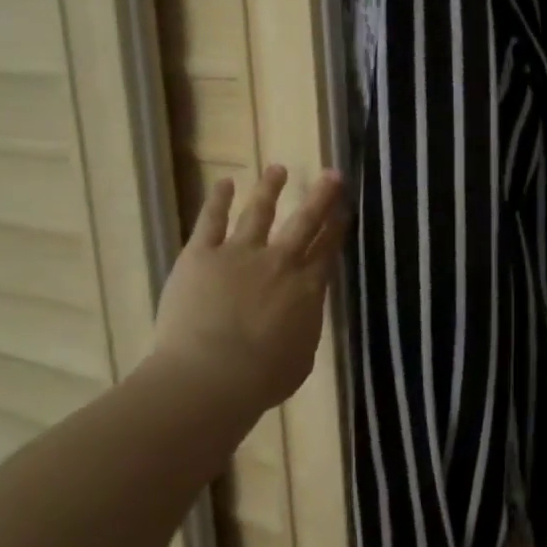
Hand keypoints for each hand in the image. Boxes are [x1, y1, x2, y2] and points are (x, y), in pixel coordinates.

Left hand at [151, 165, 346, 415]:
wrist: (212, 376)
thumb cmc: (264, 378)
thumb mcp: (302, 355)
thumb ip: (304, 326)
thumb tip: (302, 314)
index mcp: (307, 288)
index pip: (327, 249)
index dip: (338, 226)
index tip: (345, 207)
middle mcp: (279, 262)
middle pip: (304, 221)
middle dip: (321, 196)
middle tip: (332, 174)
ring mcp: (239, 254)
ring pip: (259, 212)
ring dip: (270, 189)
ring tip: (277, 169)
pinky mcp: (201, 255)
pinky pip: (211, 221)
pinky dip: (218, 200)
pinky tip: (225, 183)